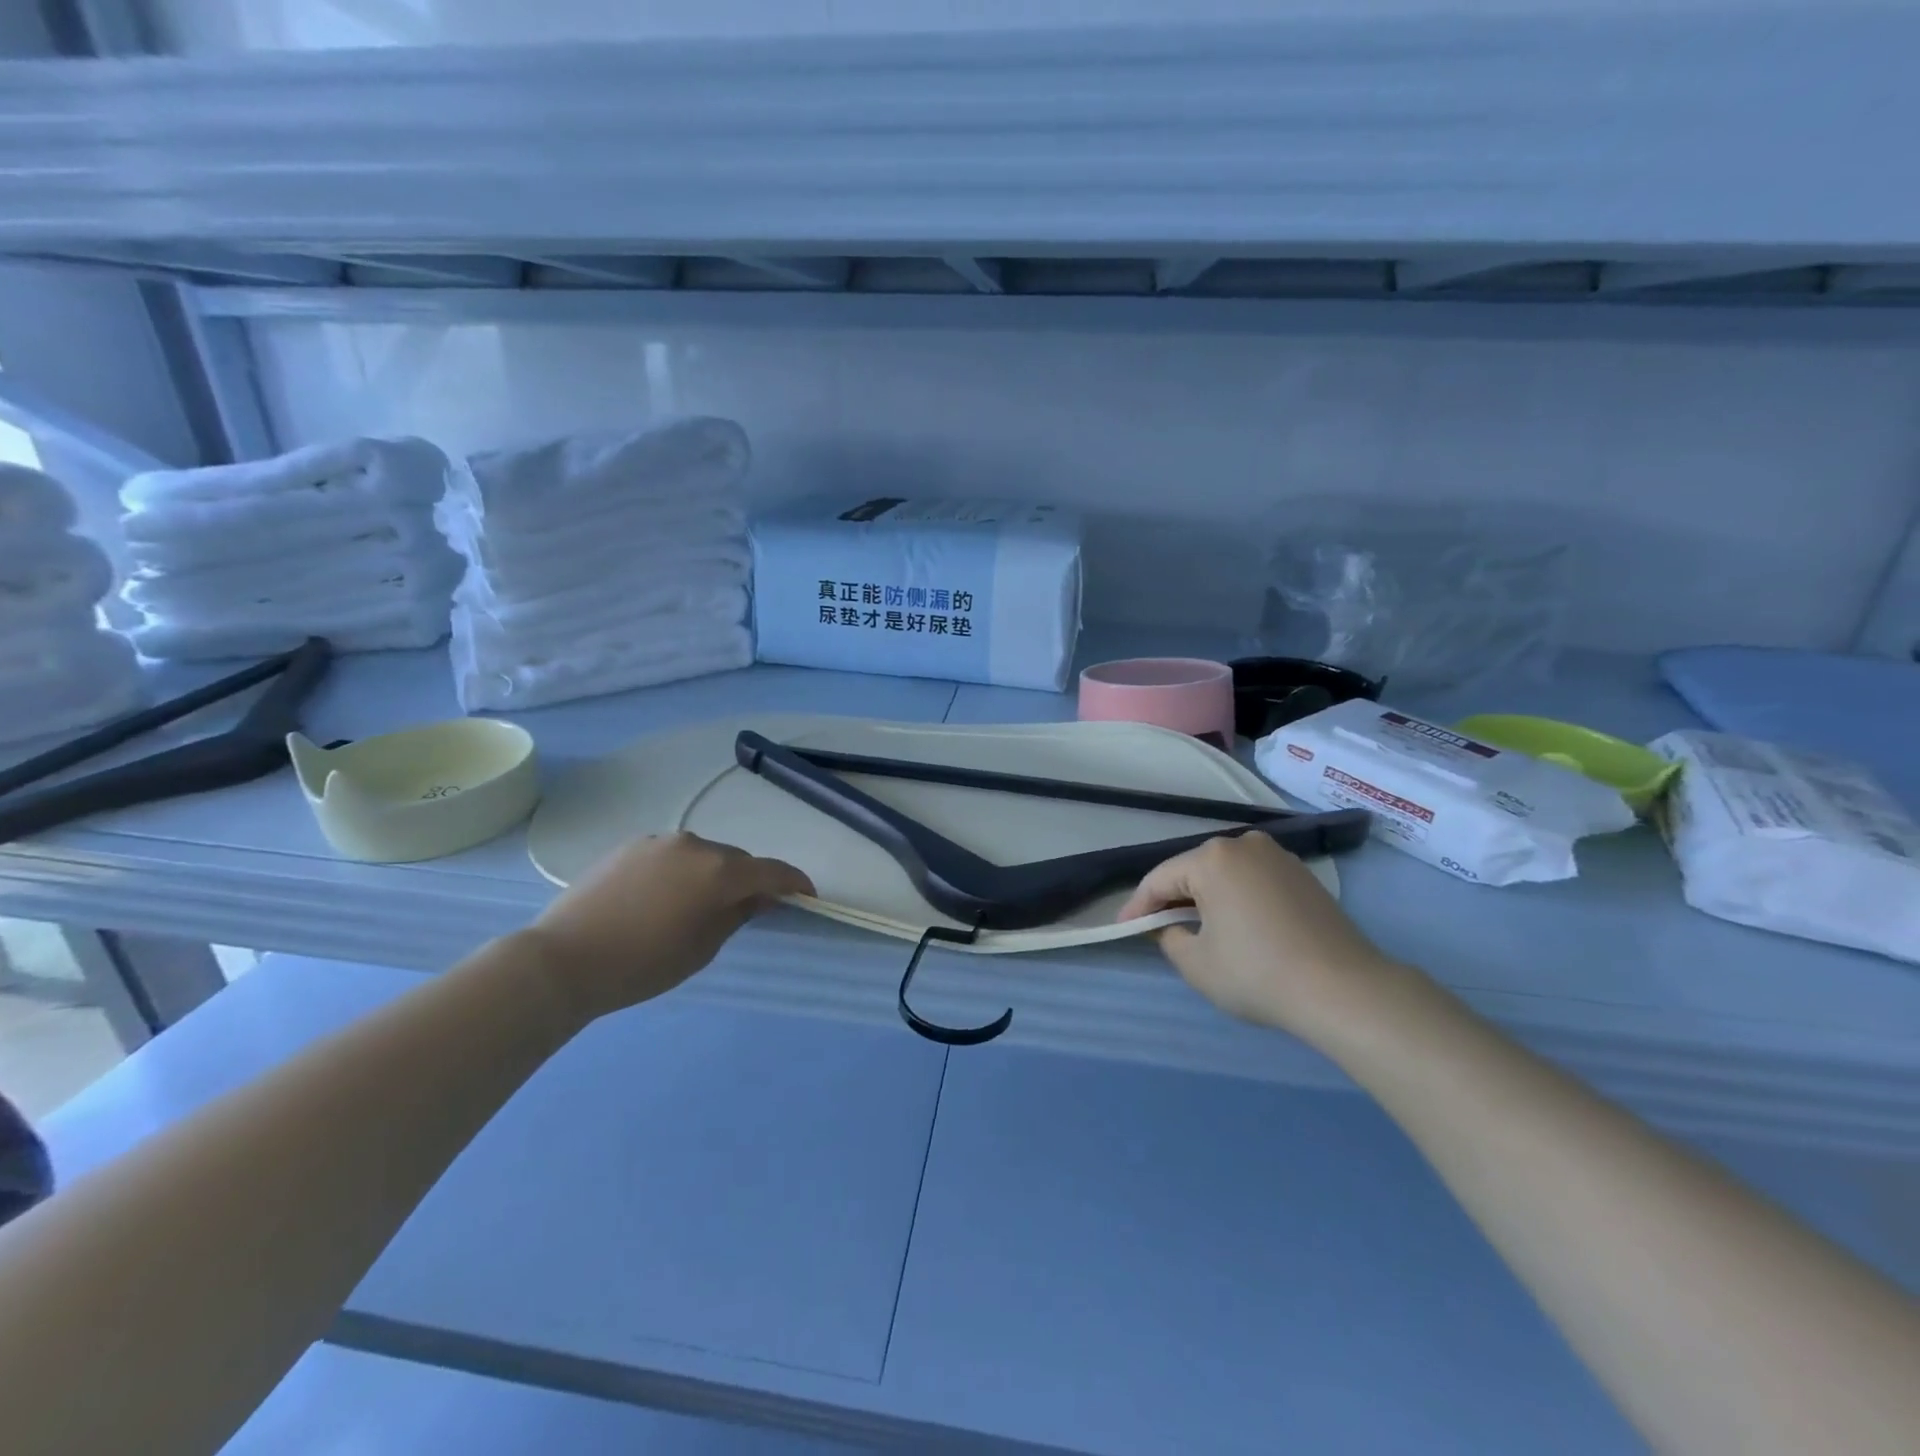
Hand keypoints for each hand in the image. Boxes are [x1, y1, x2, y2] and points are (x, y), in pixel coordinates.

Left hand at [525, 832, 812, 1023]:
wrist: (563, 959)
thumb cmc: (643, 964)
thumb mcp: (702, 948)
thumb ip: (739, 915)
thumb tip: (760, 898)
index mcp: (719, 872)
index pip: (772, 872)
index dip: (795, 883)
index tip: (808, 896)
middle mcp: (695, 845)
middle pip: (737, 860)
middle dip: (748, 881)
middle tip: (747, 910)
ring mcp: (660, 841)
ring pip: (704, 855)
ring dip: (713, 875)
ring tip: (696, 906)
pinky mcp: (631, 845)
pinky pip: (673, 855)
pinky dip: (682, 871)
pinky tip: (662, 898)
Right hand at [1116, 831, 1398, 1040]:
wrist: (1344, 989)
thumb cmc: (1258, 973)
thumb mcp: (1196, 964)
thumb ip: (1169, 938)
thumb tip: (1172, 927)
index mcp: (1212, 859)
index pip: (1160, 879)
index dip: (1138, 906)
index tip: (1124, 928)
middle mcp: (1244, 845)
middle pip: (1193, 871)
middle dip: (1173, 899)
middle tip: (1157, 928)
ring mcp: (1278, 857)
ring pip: (1225, 874)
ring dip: (1207, 898)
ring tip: (1197, 928)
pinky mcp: (1303, 875)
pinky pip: (1254, 881)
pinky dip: (1238, 899)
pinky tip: (1237, 926)